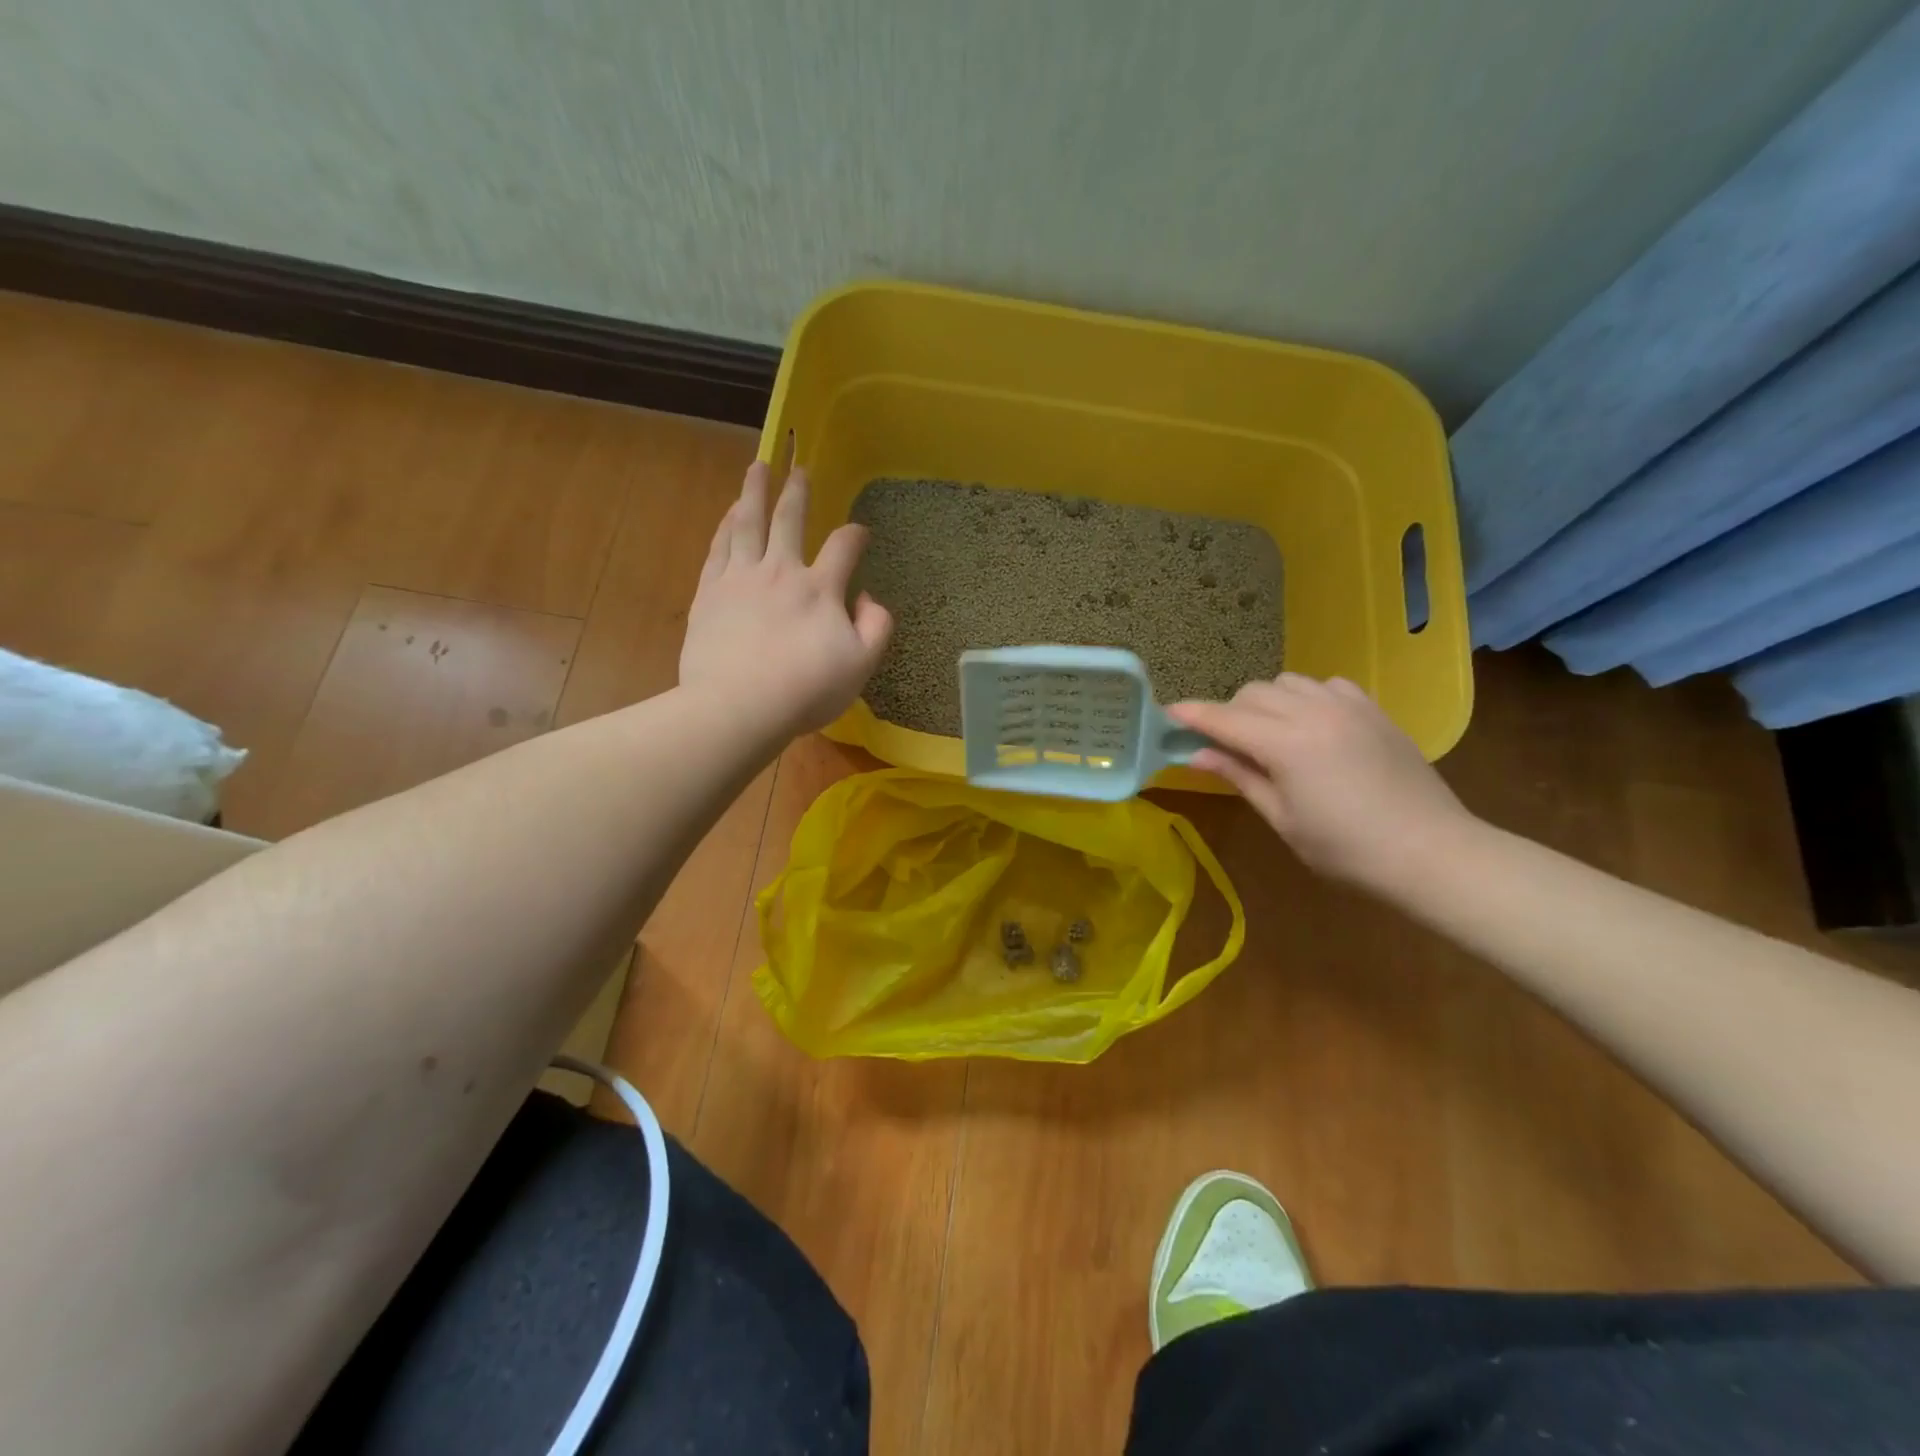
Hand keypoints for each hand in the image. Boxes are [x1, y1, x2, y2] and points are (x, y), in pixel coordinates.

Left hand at [679, 460, 892, 737]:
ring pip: (748, 522)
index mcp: (820, 588)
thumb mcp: (861, 665)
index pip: (843, 547)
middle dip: (798, 491)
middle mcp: (780, 571)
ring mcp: (740, 578)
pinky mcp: (709, 592)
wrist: (739, 706)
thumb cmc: (805, 690)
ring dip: (754, 491)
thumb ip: (876, 626)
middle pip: (790, 519)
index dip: (855, 535)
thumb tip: (868, 597)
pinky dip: (726, 525)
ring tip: (758, 467)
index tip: (860, 532)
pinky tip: (730, 514)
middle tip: (799, 467)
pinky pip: (719, 547)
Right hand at [1168, 674, 1473, 890]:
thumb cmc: (1346, 849)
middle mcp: (1313, 712)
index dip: (1192, 715)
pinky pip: (1326, 685)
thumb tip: (1197, 755)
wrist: (1432, 852)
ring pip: (1287, 682)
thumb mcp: (1283, 818)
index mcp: (1287, 744)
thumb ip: (1239, 777)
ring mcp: (1348, 706)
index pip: (1225, 719)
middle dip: (1229, 713)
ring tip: (1269, 734)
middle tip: (1223, 745)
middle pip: (1252, 694)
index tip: (1167, 714)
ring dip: (1266, 701)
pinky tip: (1312, 725)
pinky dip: (1306, 697)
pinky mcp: (1373, 710)